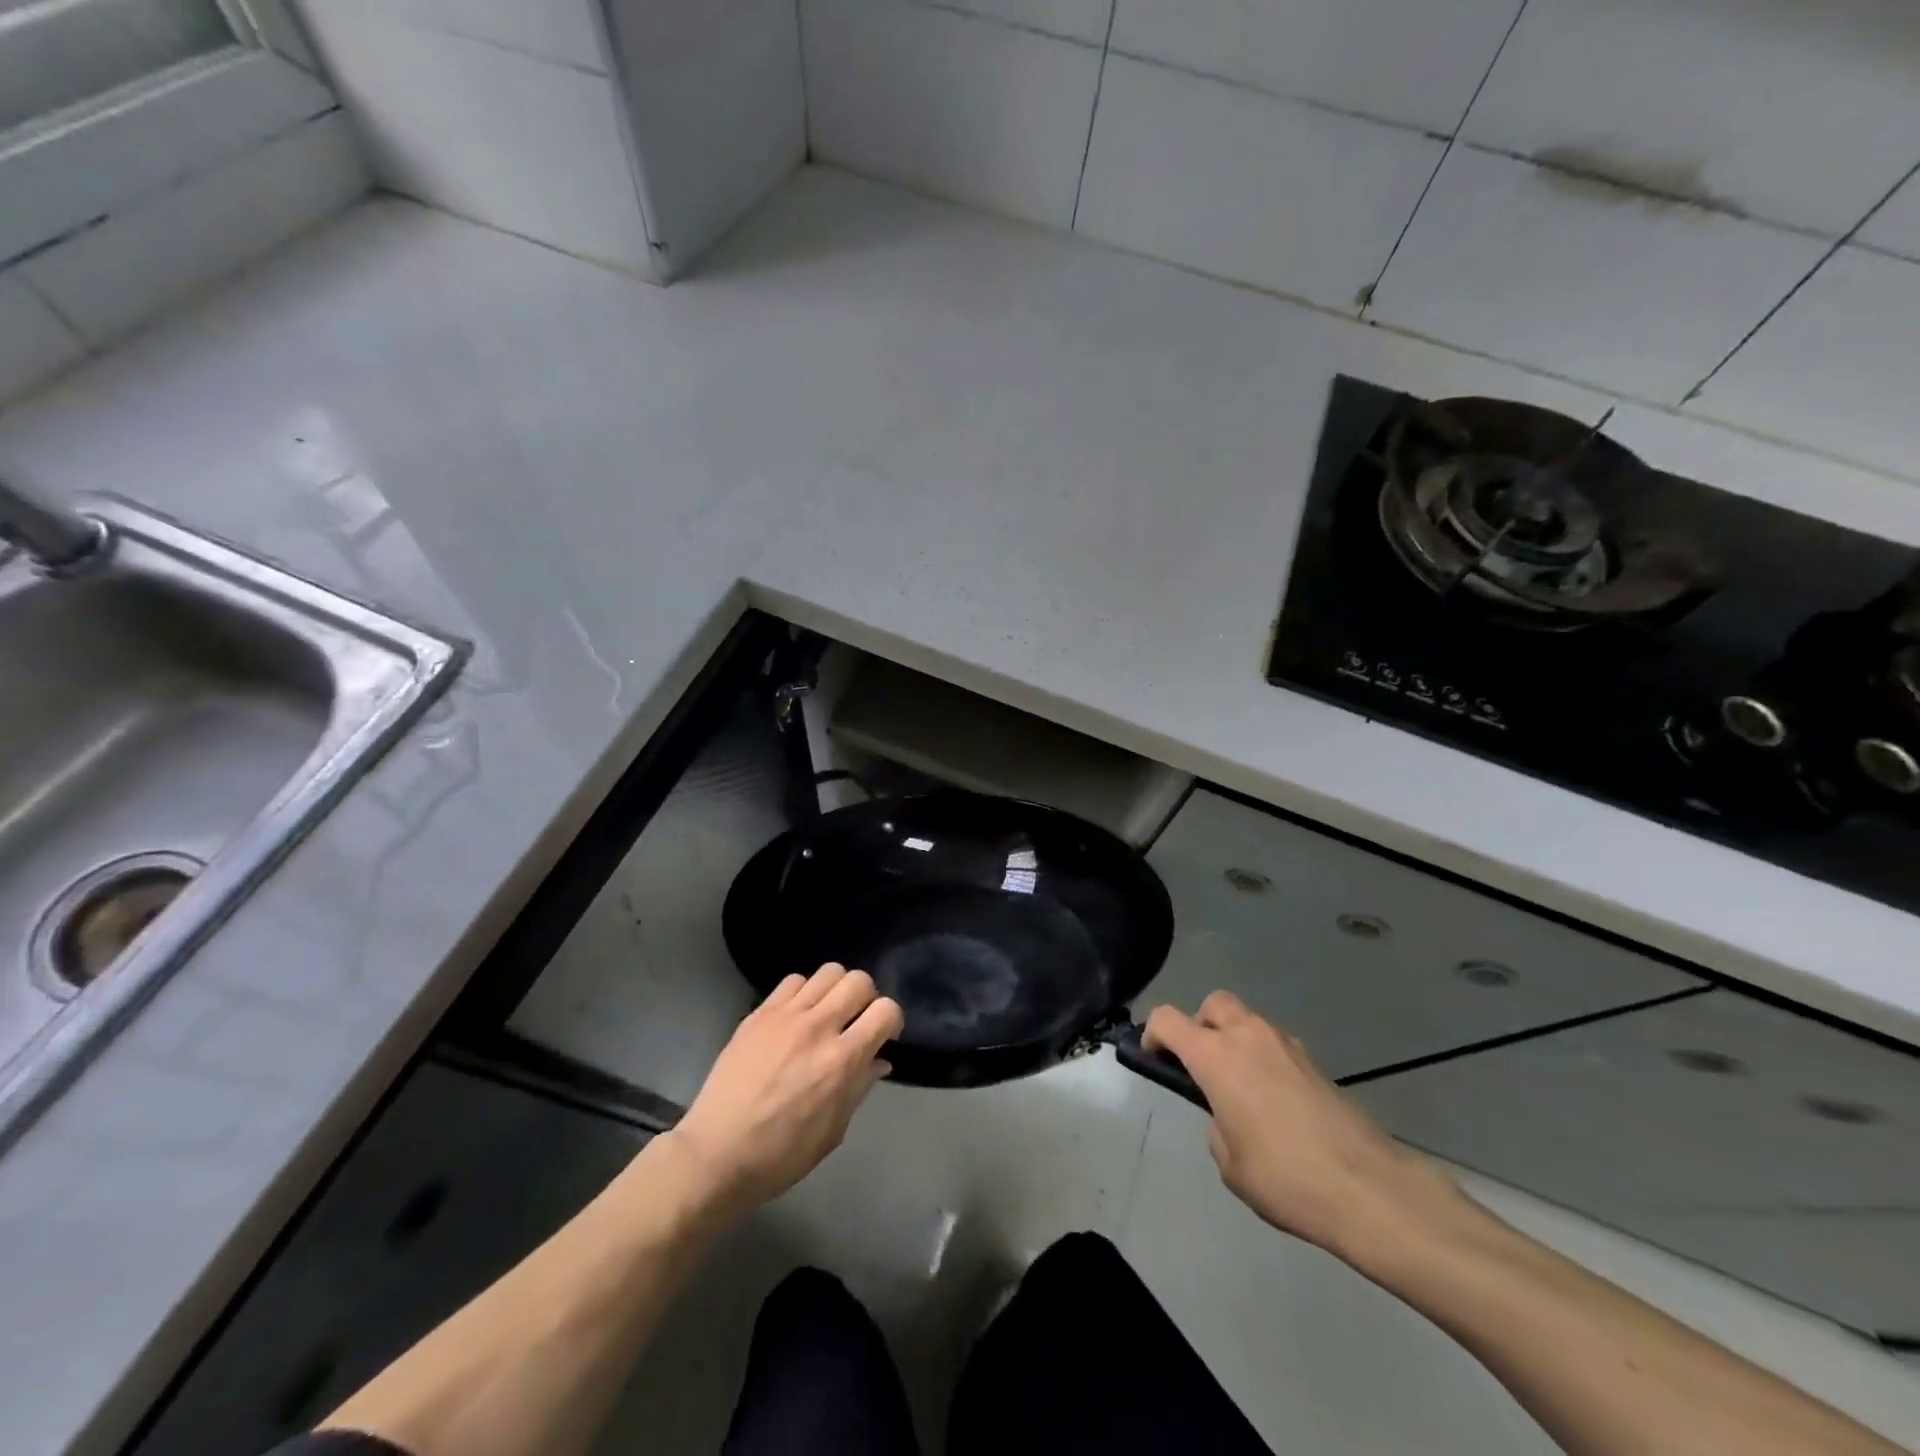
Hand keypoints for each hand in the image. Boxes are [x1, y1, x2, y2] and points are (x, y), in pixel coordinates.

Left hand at [665, 964, 903, 1216]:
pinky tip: (797, 1016)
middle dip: (867, 998)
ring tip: (828, 1013)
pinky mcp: (759, 1014)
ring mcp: (785, 1016)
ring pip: (828, 972)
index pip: (886, 1010)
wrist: (715, 1156)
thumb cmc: (780, 1156)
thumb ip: (859, 1087)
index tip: (884, 1036)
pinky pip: (793, 981)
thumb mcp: (833, 1131)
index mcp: (841, 1061)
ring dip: (837, 990)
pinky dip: (804, 992)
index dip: (892, 1020)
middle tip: (856, 1021)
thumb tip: (880, 1059)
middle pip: (859, 981)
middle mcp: (817, 1028)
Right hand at [1144, 992, 1465, 1259]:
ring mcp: (1287, 1046)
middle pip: (1214, 1004)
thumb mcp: (1229, 1164)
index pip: (1168, 1019)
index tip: (1155, 1060)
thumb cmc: (1285, 1177)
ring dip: (1235, 1041)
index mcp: (1216, 1056)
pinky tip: (1276, 1105)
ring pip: (1248, 1021)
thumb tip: (1229, 1116)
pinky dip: (1265, 1060)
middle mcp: (1249, 1037)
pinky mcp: (1315, 1063)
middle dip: (1200, 1025)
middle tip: (1202, 1066)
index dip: (1153, 1034)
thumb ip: (1217, 1126)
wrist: (1369, 1189)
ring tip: (1242, 1091)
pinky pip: (1276, 1046)